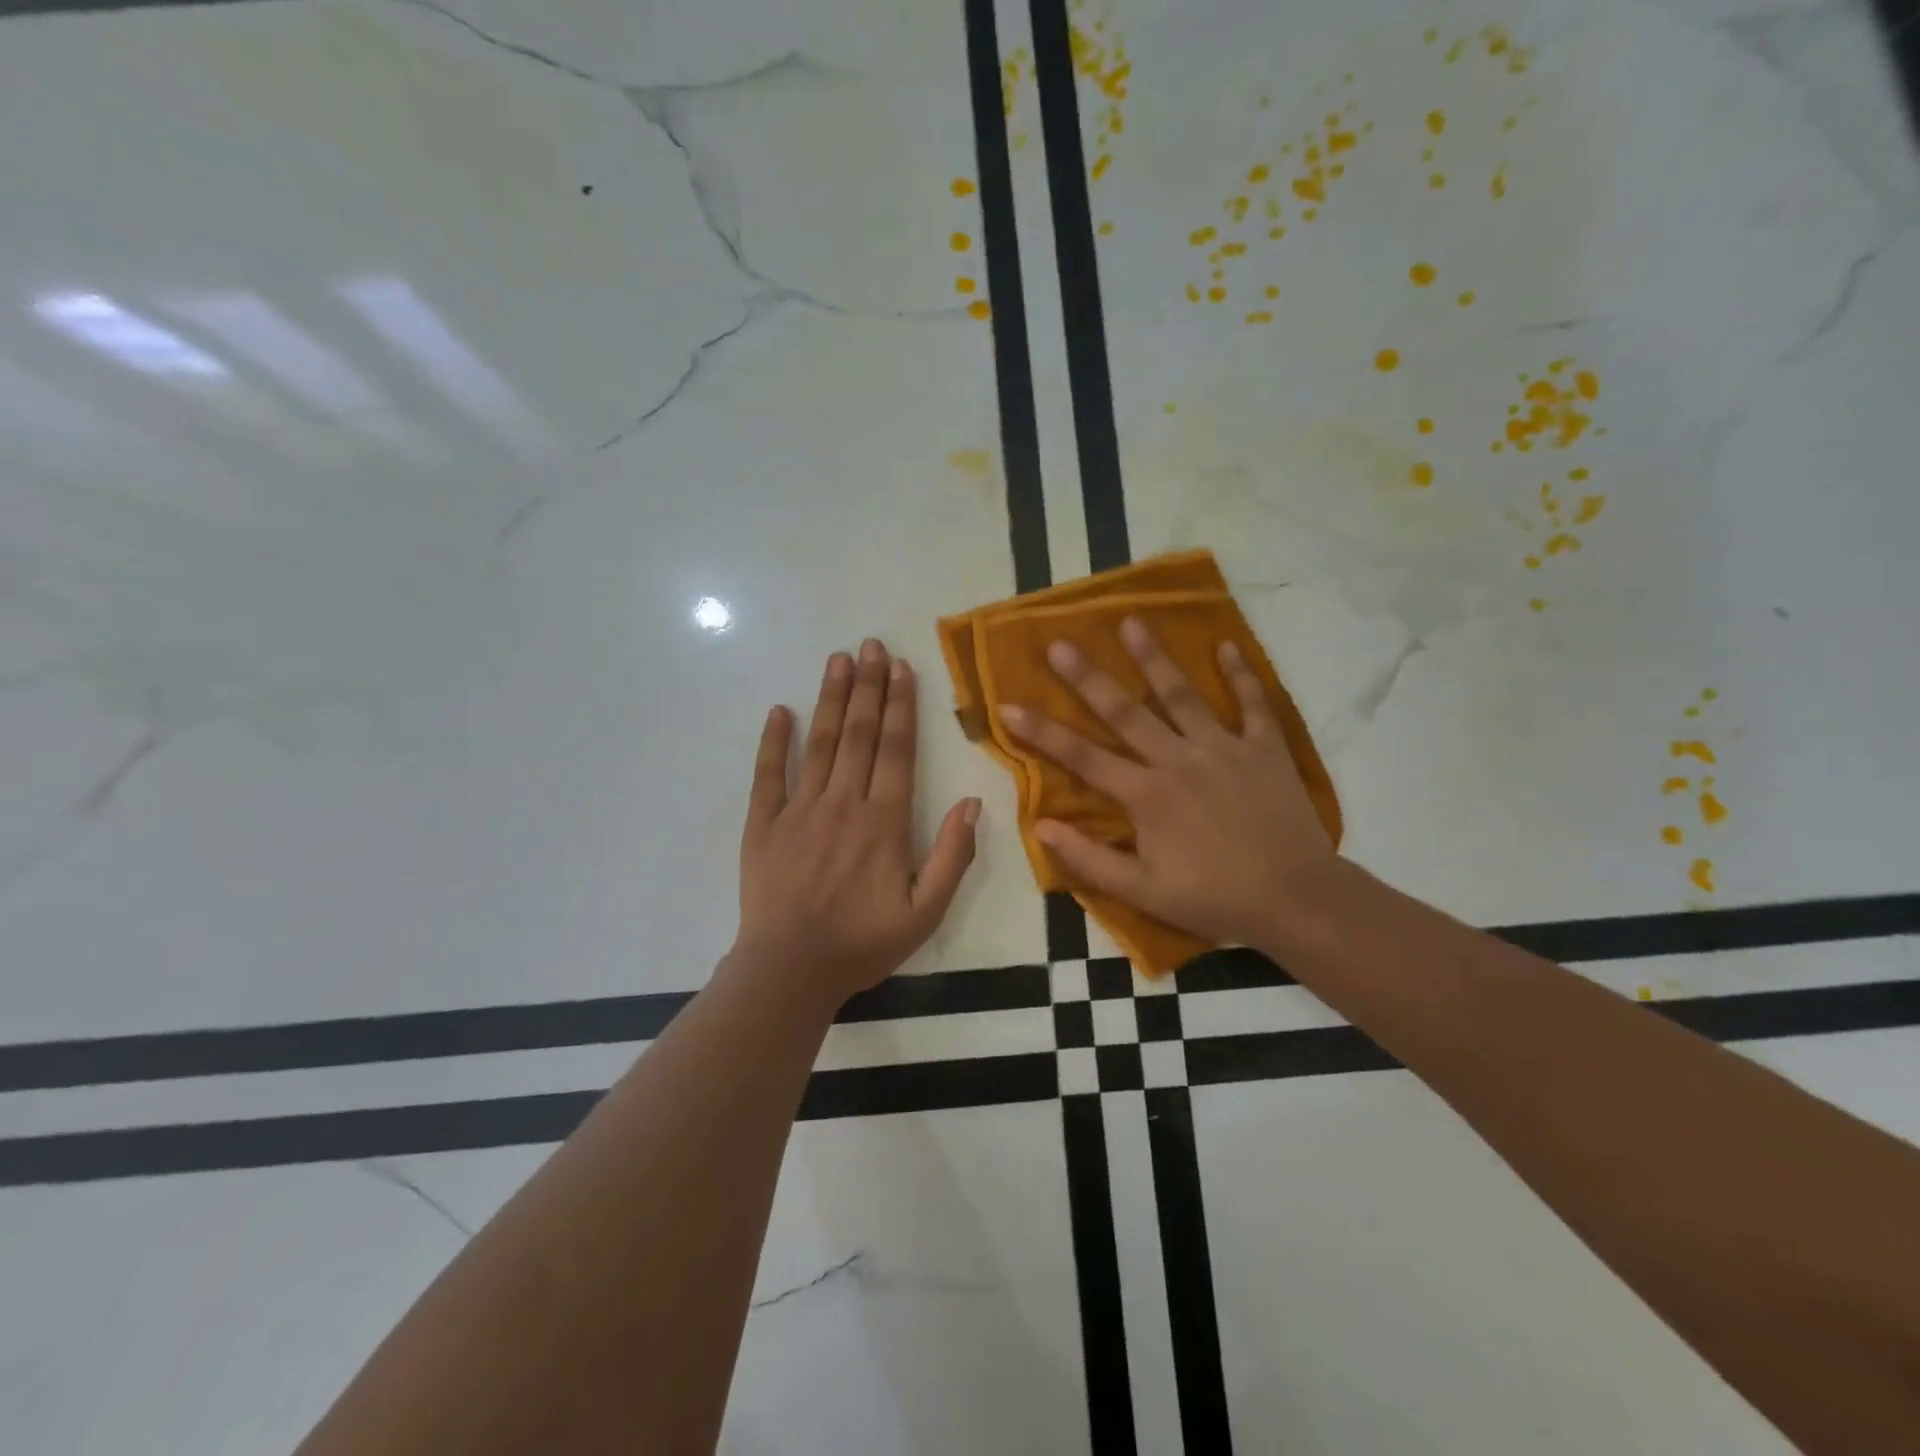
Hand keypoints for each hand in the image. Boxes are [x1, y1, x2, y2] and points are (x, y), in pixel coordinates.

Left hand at [732, 638, 981, 1006]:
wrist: (790, 970)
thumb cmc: (862, 943)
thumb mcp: (925, 912)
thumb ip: (952, 856)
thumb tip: (973, 803)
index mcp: (883, 821)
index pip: (896, 749)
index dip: (901, 705)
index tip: (902, 668)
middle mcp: (842, 803)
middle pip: (858, 734)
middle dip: (868, 686)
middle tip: (872, 644)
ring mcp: (798, 810)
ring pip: (819, 743)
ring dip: (830, 699)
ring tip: (838, 659)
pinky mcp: (762, 824)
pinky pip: (767, 775)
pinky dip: (773, 742)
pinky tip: (779, 711)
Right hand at [998, 617, 1334, 948]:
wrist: (1296, 900)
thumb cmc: (1214, 899)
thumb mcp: (1143, 893)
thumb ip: (1089, 859)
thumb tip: (1040, 826)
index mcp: (1146, 795)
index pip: (1082, 757)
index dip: (1041, 732)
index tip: (1009, 706)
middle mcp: (1178, 760)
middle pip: (1125, 712)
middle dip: (1088, 677)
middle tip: (1059, 643)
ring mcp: (1224, 749)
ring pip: (1182, 695)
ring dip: (1154, 658)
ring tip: (1131, 622)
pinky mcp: (1265, 749)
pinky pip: (1252, 704)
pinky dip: (1240, 674)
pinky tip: (1226, 645)